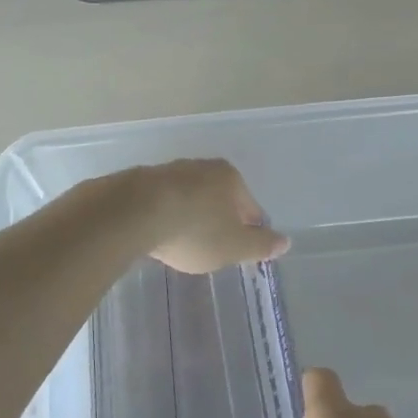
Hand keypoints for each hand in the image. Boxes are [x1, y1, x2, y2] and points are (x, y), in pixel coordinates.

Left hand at [139, 159, 287, 274]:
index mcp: (230, 178)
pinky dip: (165, 216)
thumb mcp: (234, 247)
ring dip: (190, 217)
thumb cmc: (194, 231)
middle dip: (218, 221)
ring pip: (189, 198)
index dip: (249, 232)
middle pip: (219, 199)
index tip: (239, 251)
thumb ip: (261, 245)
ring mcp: (169, 171)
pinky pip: (162, 203)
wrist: (131, 214)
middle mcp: (201, 166)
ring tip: (183, 243)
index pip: (250, 208)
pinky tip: (158, 234)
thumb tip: (286, 242)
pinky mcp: (140, 181)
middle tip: (211, 249)